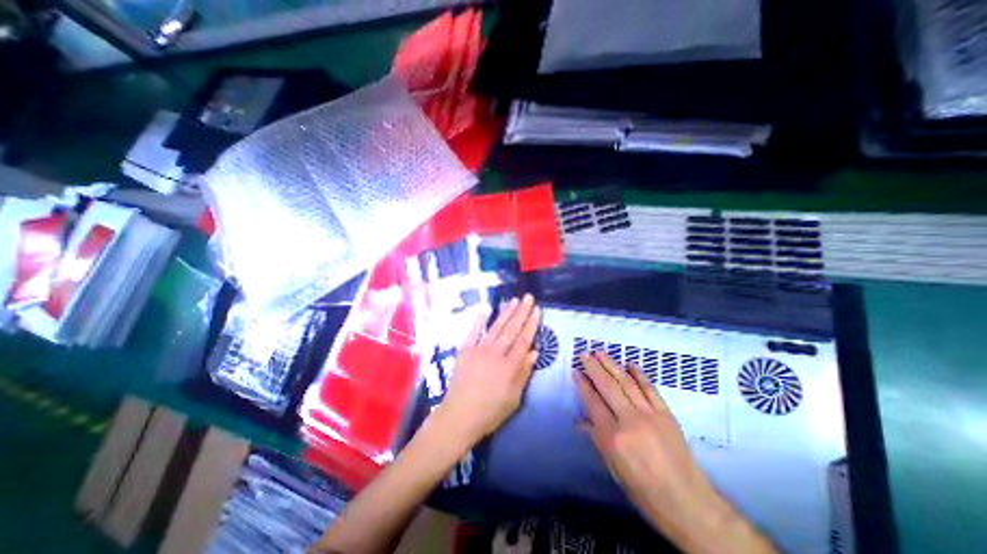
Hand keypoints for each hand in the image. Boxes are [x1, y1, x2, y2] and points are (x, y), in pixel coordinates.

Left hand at [435, 297, 538, 446]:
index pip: (524, 340)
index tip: (537, 310)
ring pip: (496, 327)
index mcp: (510, 366)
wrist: (459, 416)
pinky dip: (479, 319)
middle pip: (512, 329)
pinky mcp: (465, 350)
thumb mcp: (514, 398)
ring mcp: (479, 350)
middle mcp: (496, 353)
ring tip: (514, 300)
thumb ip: (524, 373)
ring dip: (506, 312)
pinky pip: (473, 331)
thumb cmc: (490, 411)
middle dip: (522, 312)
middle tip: (528, 297)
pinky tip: (486, 307)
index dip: (532, 324)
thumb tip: (534, 351)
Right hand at [576, 352, 705, 525]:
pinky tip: (630, 363)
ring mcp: (650, 414)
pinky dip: (639, 374)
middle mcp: (630, 420)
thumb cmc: (643, 489)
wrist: (686, 501)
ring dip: (612, 365)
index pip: (593, 402)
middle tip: (584, 354)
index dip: (583, 385)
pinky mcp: (666, 413)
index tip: (576, 371)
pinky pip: (650, 388)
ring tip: (600, 353)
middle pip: (608, 387)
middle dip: (594, 368)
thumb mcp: (613, 467)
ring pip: (627, 383)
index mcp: (613, 436)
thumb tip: (580, 421)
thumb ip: (596, 438)